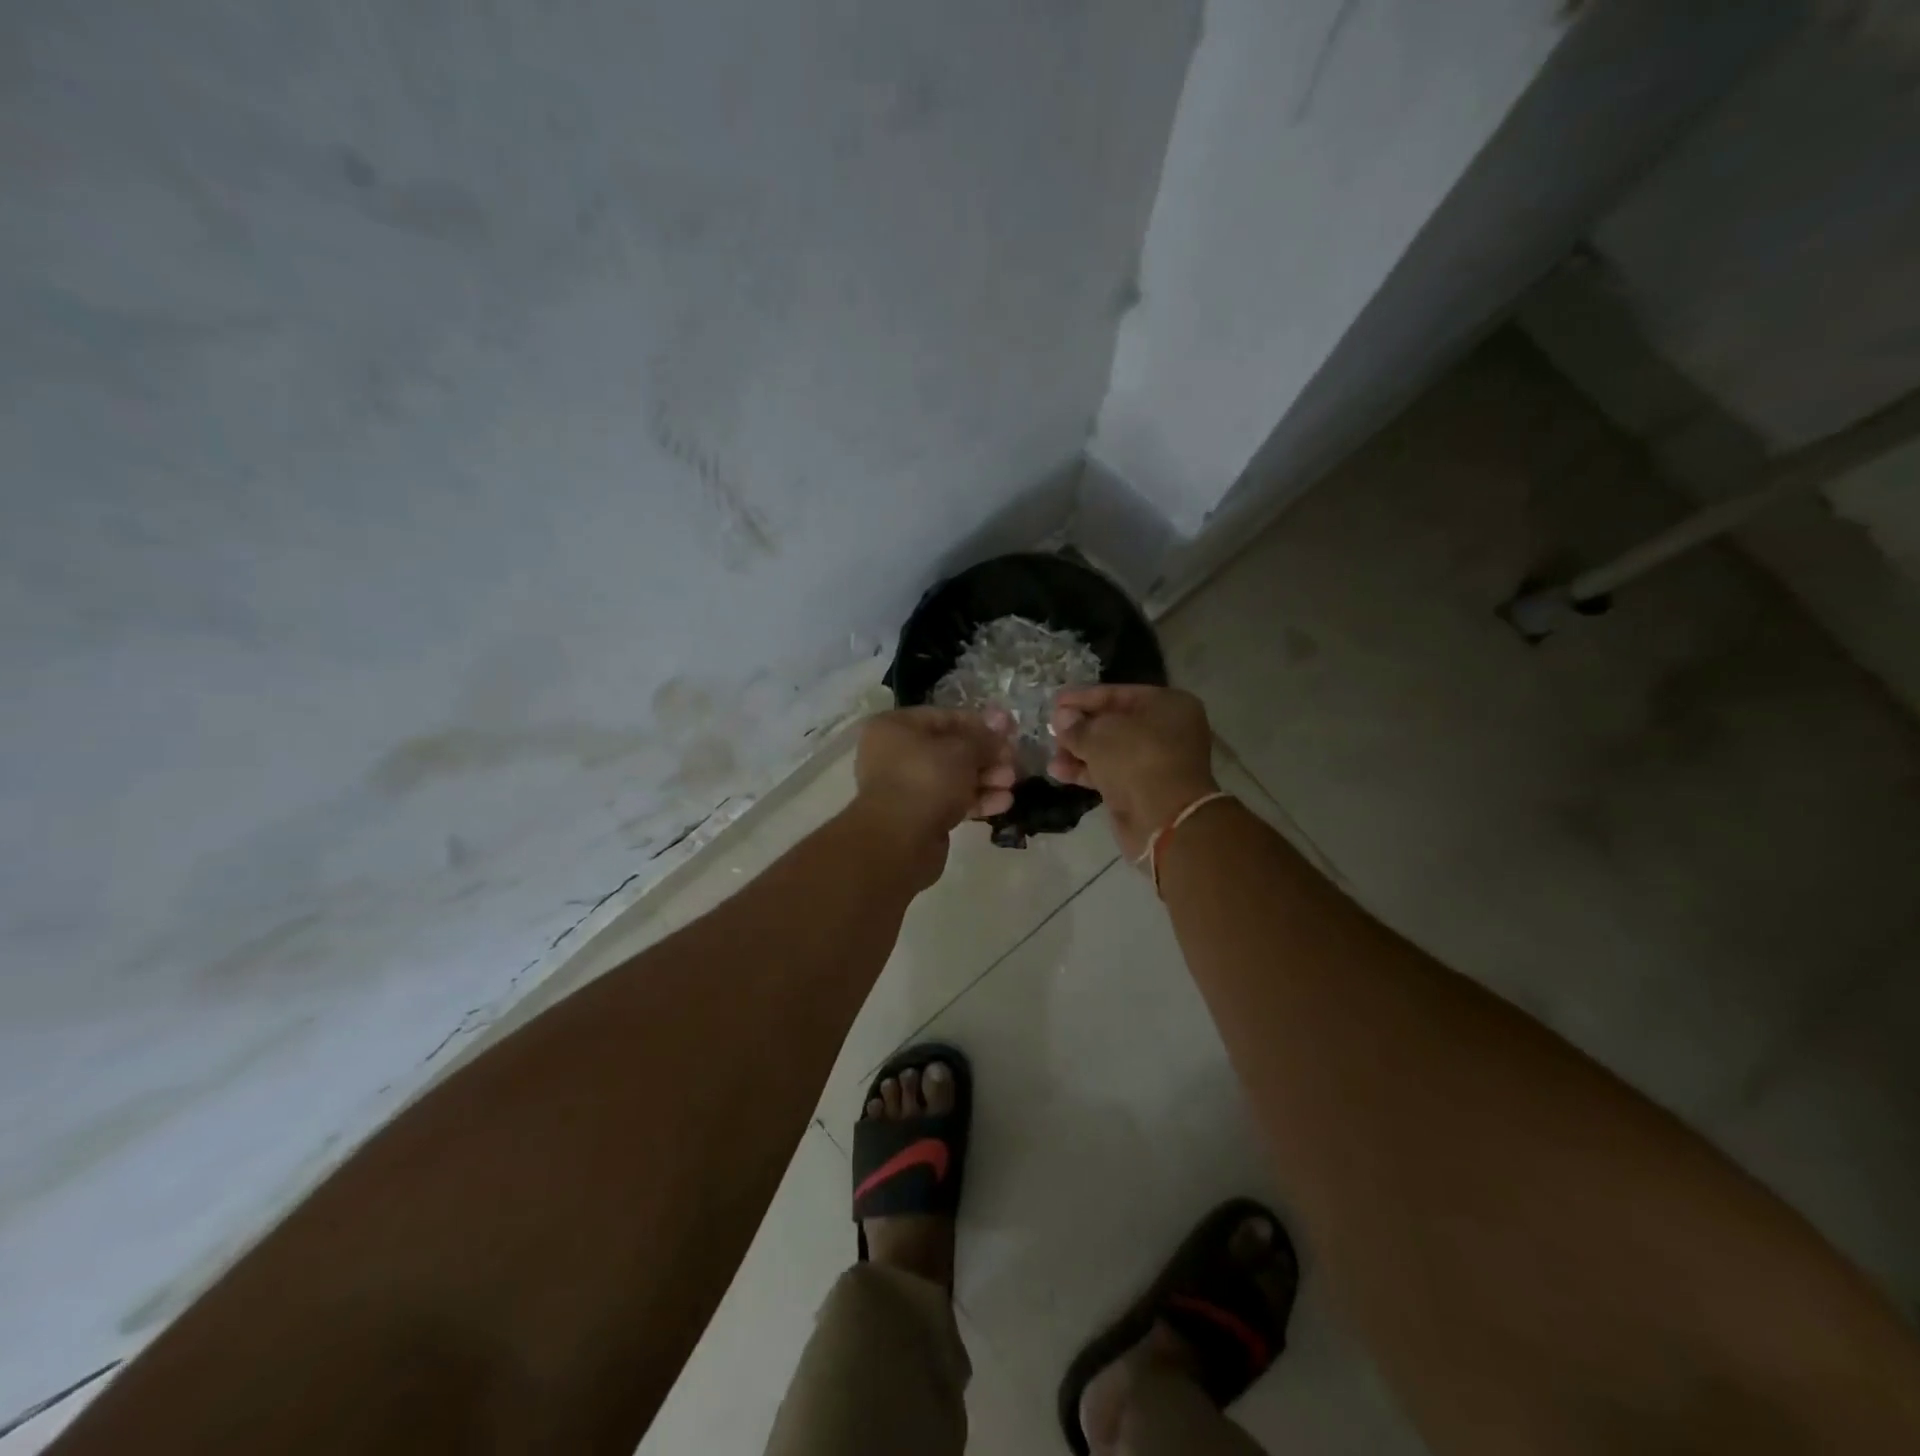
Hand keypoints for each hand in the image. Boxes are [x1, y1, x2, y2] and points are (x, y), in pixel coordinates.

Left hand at [850, 707, 1017, 887]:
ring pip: (953, 777)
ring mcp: (906, 787)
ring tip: (1011, 784)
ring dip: (986, 778)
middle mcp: (896, 754)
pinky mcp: (918, 816)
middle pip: (951, 749)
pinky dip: (976, 800)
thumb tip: (1001, 720)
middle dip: (987, 755)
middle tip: (1013, 761)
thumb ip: (984, 737)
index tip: (1011, 730)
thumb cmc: (927, 779)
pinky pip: (951, 801)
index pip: (946, 717)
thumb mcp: (962, 750)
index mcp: (896, 727)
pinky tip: (1003, 804)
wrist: (899, 841)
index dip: (981, 723)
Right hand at [1048, 685, 1217, 860]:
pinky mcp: (1143, 789)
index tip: (1055, 701)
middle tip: (1051, 728)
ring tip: (1051, 754)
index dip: (1084, 697)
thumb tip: (1061, 718)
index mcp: (1167, 705)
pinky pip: (1111, 773)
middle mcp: (1166, 730)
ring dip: (1079, 751)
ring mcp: (1156, 762)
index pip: (1119, 694)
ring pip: (1111, 750)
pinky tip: (1057, 772)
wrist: (1164, 820)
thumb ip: (1077, 725)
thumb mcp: (1100, 735)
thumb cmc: (1137, 761)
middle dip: (1080, 727)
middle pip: (1115, 722)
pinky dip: (1086, 771)